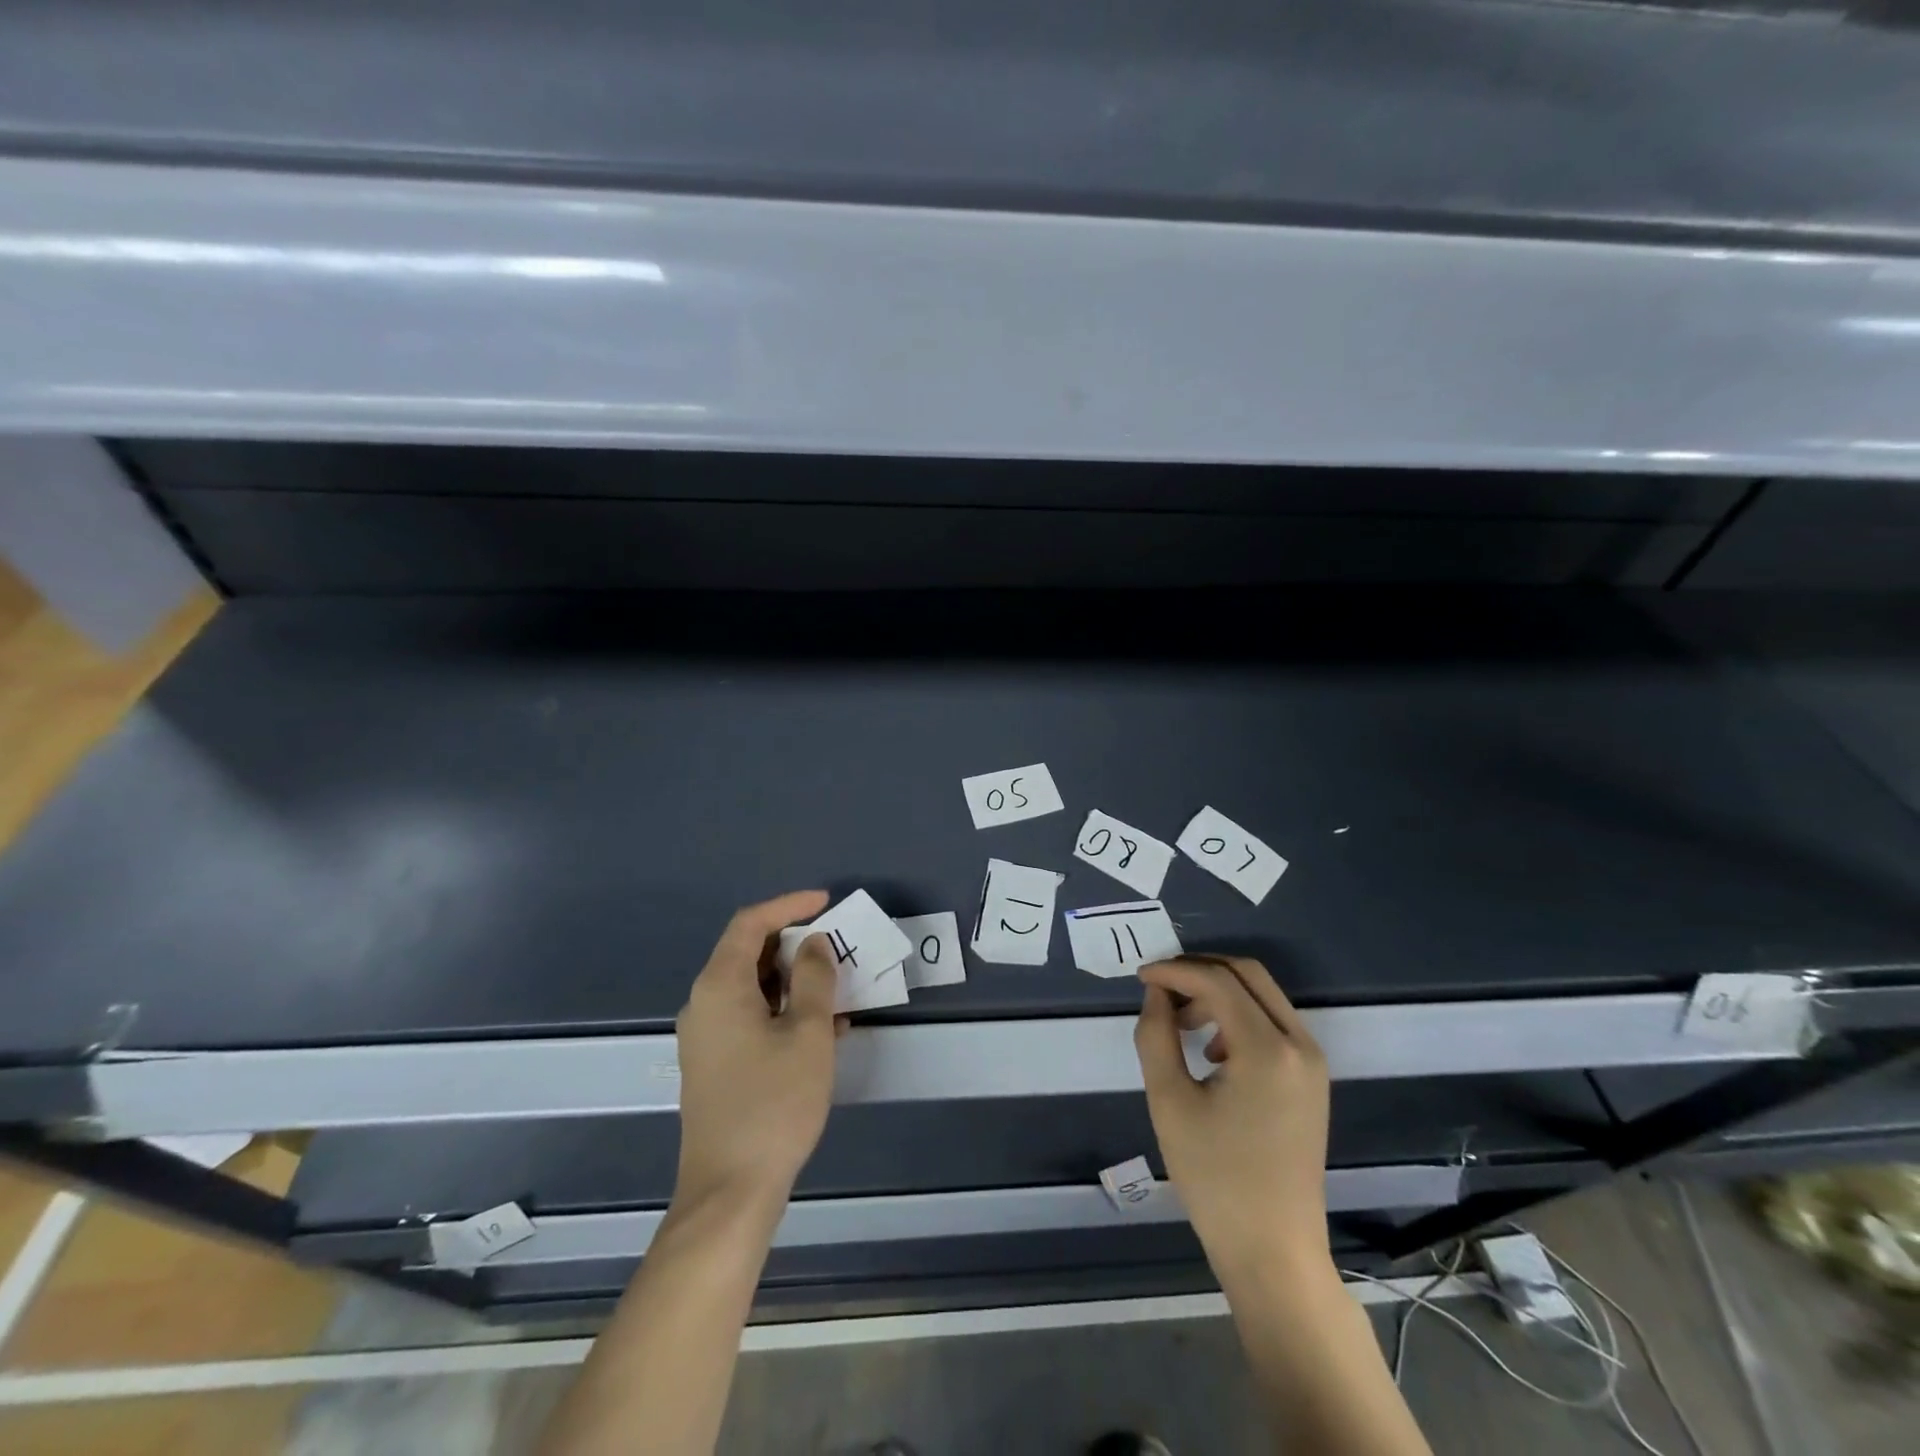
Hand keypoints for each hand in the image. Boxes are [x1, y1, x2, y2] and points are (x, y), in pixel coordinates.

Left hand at [672, 890, 840, 1210]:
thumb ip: (815, 978)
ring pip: (753, 987)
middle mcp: (705, 1003)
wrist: (729, 1191)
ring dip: (794, 981)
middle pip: (748, 953)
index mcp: (720, 986)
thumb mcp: (808, 1033)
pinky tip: (822, 1029)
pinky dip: (784, 1010)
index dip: (789, 905)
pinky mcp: (715, 1063)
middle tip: (837, 947)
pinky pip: (751, 1017)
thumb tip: (814, 945)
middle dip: (795, 944)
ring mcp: (707, 1036)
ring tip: (837, 988)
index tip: (826, 903)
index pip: (751, 924)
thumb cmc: (773, 1103)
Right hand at [1133, 955, 1331, 1272]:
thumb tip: (1156, 993)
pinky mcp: (1312, 1079)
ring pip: (1261, 995)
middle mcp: (1299, 1044)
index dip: (1175, 971)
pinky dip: (1238, 1016)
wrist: (1273, 1251)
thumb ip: (1156, 1035)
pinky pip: (1273, 1023)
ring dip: (1217, 993)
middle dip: (1199, 972)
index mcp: (1268, 1049)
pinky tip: (1210, 1050)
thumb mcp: (1169, 1101)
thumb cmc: (1215, 1179)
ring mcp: (1312, 1062)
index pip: (1218, 981)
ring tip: (1179, 1023)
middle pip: (1247, 974)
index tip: (1141, 978)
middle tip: (1160, 989)